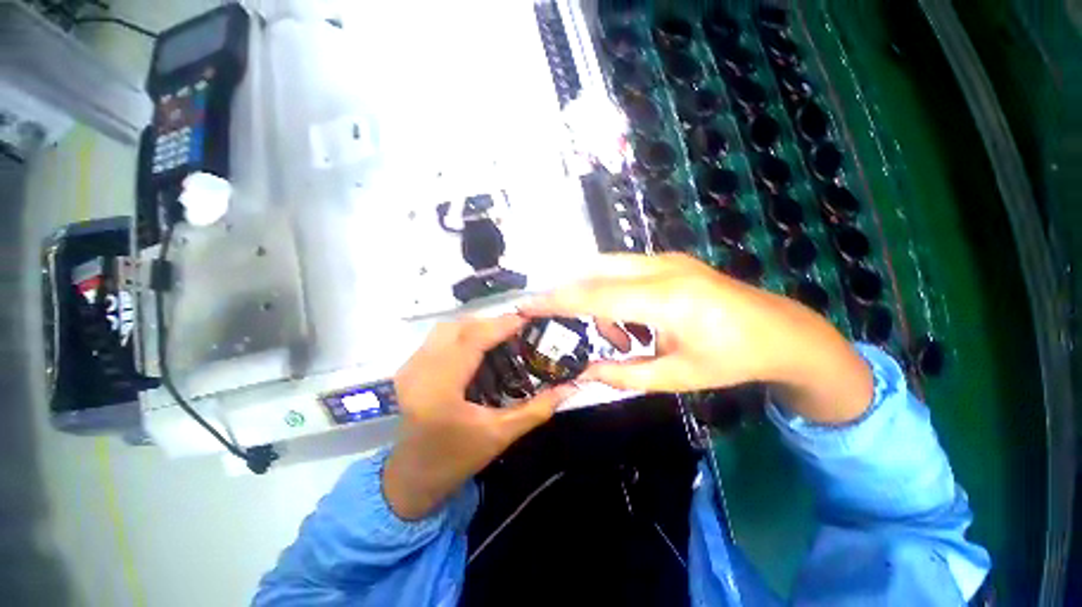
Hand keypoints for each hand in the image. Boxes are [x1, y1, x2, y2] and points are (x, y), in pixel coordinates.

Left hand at [383, 315, 576, 519]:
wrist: (413, 477)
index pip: (471, 340)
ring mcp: (409, 367)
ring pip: (446, 328)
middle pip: (458, 327)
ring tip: (501, 335)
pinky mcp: (409, 367)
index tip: (527, 318)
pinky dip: (463, 334)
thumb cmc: (456, 459)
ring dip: (476, 326)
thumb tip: (569, 388)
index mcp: (439, 389)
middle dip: (490, 323)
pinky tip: (480, 345)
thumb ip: (536, 410)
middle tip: (517, 329)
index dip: (501, 325)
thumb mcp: (500, 436)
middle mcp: (418, 371)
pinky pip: (438, 338)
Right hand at [521, 253, 872, 423]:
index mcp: (666, 300)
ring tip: (619, 337)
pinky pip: (626, 270)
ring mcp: (668, 259)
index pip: (594, 295)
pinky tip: (634, 322)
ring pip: (609, 267)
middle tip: (555, 315)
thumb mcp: (676, 376)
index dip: (556, 300)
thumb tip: (584, 372)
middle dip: (568, 291)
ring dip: (598, 298)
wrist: (783, 332)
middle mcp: (662, 269)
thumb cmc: (733, 360)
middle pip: (595, 269)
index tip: (526, 303)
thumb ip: (624, 374)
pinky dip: (615, 292)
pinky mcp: (671, 260)